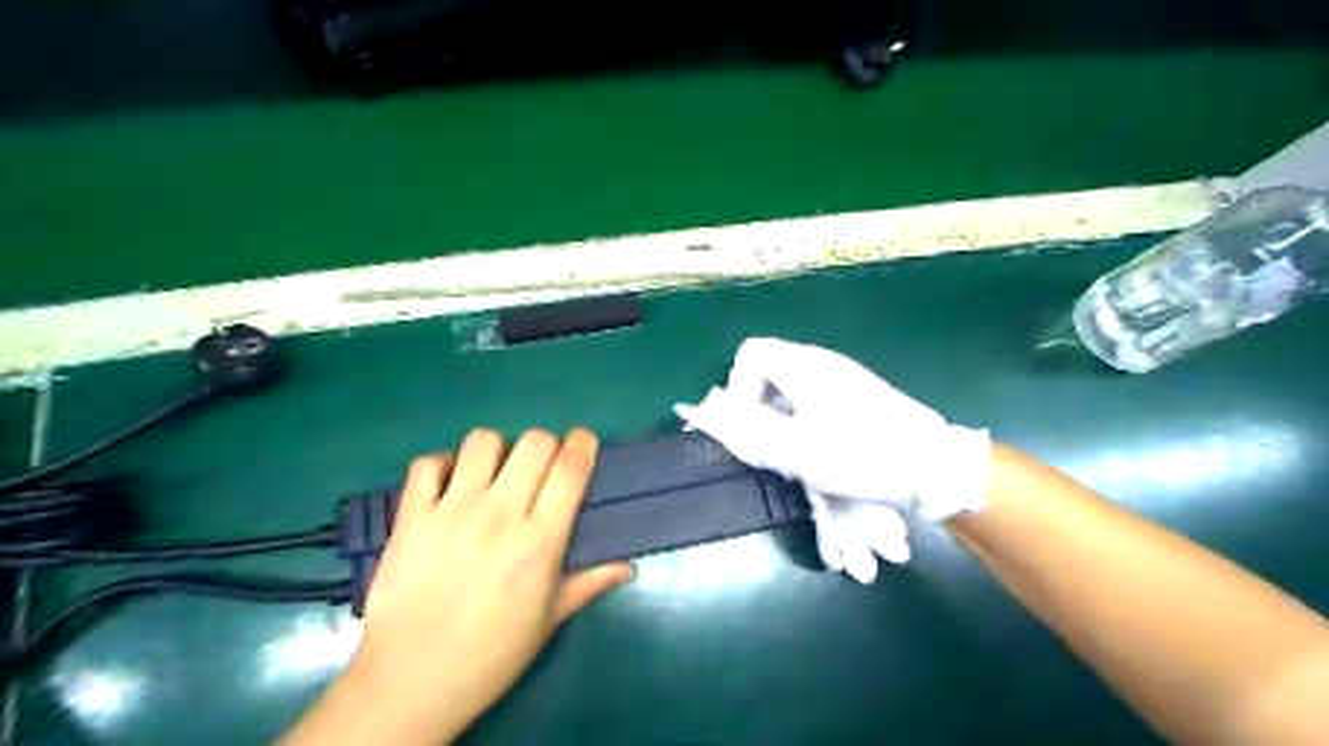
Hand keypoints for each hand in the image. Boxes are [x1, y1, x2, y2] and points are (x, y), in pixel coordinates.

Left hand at [290, 428, 628, 743]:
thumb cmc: (491, 655)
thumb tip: (628, 567)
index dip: (583, 445)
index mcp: (539, 540)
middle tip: (541, 465)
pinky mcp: (411, 517)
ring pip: (482, 442)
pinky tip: (449, 484)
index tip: (584, 444)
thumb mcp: (549, 620)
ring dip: (496, 449)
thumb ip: (589, 583)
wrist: (411, 682)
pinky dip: (441, 465)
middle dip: (546, 443)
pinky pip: (427, 465)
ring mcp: (451, 511)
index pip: (570, 468)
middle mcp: (499, 514)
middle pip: (533, 443)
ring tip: (494, 472)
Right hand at [677, 342, 984, 584]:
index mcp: (803, 365)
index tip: (750, 424)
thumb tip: (707, 413)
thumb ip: (747, 430)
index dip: (738, 387)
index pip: (750, 353)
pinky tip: (821, 447)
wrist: (932, 464)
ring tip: (794, 451)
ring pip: (790, 384)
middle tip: (770, 444)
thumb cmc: (861, 455)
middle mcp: (821, 361)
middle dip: (758, 406)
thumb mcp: (796, 450)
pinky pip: (813, 395)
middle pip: (768, 368)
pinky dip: (803, 417)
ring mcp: (843, 375)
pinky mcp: (858, 392)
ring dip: (780, 415)